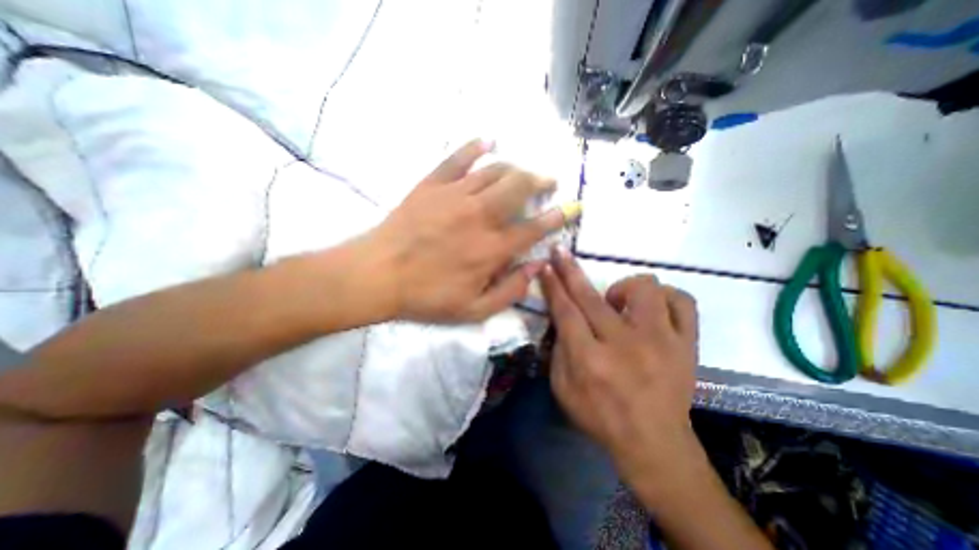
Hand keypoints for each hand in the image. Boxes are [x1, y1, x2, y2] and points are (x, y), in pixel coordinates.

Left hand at [366, 140, 566, 323]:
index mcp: (491, 248)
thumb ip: (511, 290)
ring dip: (515, 168)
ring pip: (495, 170)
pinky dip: (475, 147)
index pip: (534, 228)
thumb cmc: (427, 296)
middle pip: (519, 186)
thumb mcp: (474, 310)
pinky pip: (457, 158)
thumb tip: (537, 266)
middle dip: (540, 181)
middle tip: (549, 182)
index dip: (557, 217)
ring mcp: (455, 195)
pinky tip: (488, 140)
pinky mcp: (432, 184)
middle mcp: (479, 216)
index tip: (572, 207)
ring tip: (523, 171)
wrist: (378, 275)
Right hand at [539, 247, 698, 484]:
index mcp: (590, 360)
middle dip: (570, 270)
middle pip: (592, 296)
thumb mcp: (563, 389)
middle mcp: (624, 345)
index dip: (554, 285)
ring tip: (618, 304)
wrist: (654, 443)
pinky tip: (653, 309)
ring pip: (644, 289)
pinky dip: (665, 297)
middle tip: (561, 253)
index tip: (546, 265)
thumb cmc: (601, 417)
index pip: (566, 311)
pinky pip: (683, 302)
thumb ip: (558, 350)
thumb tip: (560, 318)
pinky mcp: (687, 345)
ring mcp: (661, 342)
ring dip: (624, 288)